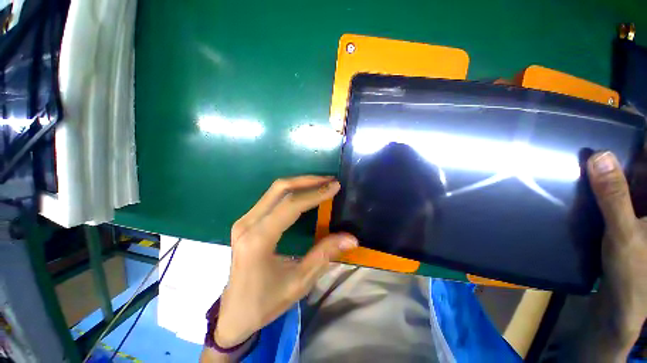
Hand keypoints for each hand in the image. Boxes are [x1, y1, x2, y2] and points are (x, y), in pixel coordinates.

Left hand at [215, 176, 358, 347]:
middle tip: (329, 180)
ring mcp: (244, 220)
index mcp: (258, 240)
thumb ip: (325, 254)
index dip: (315, 193)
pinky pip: (271, 197)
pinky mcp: (246, 221)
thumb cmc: (265, 302)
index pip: (290, 205)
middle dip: (307, 181)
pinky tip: (305, 193)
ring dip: (300, 183)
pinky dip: (291, 191)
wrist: (233, 313)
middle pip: (279, 189)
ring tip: (321, 183)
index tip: (335, 186)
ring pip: (274, 190)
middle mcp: (247, 224)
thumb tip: (351, 238)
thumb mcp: (299, 282)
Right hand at [586, 151, 646, 352]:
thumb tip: (598, 155)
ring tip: (587, 155)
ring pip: (629, 177)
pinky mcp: (630, 216)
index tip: (619, 116)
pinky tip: (589, 181)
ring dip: (610, 166)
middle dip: (622, 150)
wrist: (625, 304)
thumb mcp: (624, 234)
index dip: (639, 136)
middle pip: (641, 164)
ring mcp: (642, 208)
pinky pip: (619, 192)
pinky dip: (605, 184)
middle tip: (595, 134)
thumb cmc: (634, 273)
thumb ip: (614, 196)